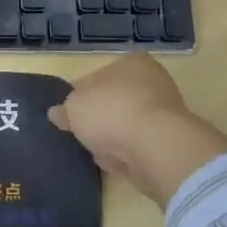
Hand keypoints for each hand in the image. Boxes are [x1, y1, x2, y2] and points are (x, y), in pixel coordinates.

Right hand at [47, 55, 226, 208]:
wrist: (154, 148)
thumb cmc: (111, 112)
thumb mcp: (74, 107)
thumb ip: (64, 110)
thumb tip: (57, 114)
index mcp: (132, 63)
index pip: (100, 76)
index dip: (81, 95)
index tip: (70, 114)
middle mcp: (153, 83)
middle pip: (115, 102)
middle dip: (99, 119)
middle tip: (82, 134)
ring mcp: (165, 115)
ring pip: (127, 127)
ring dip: (113, 140)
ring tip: (97, 152)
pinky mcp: (169, 144)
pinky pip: (139, 148)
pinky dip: (126, 156)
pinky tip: (115, 164)